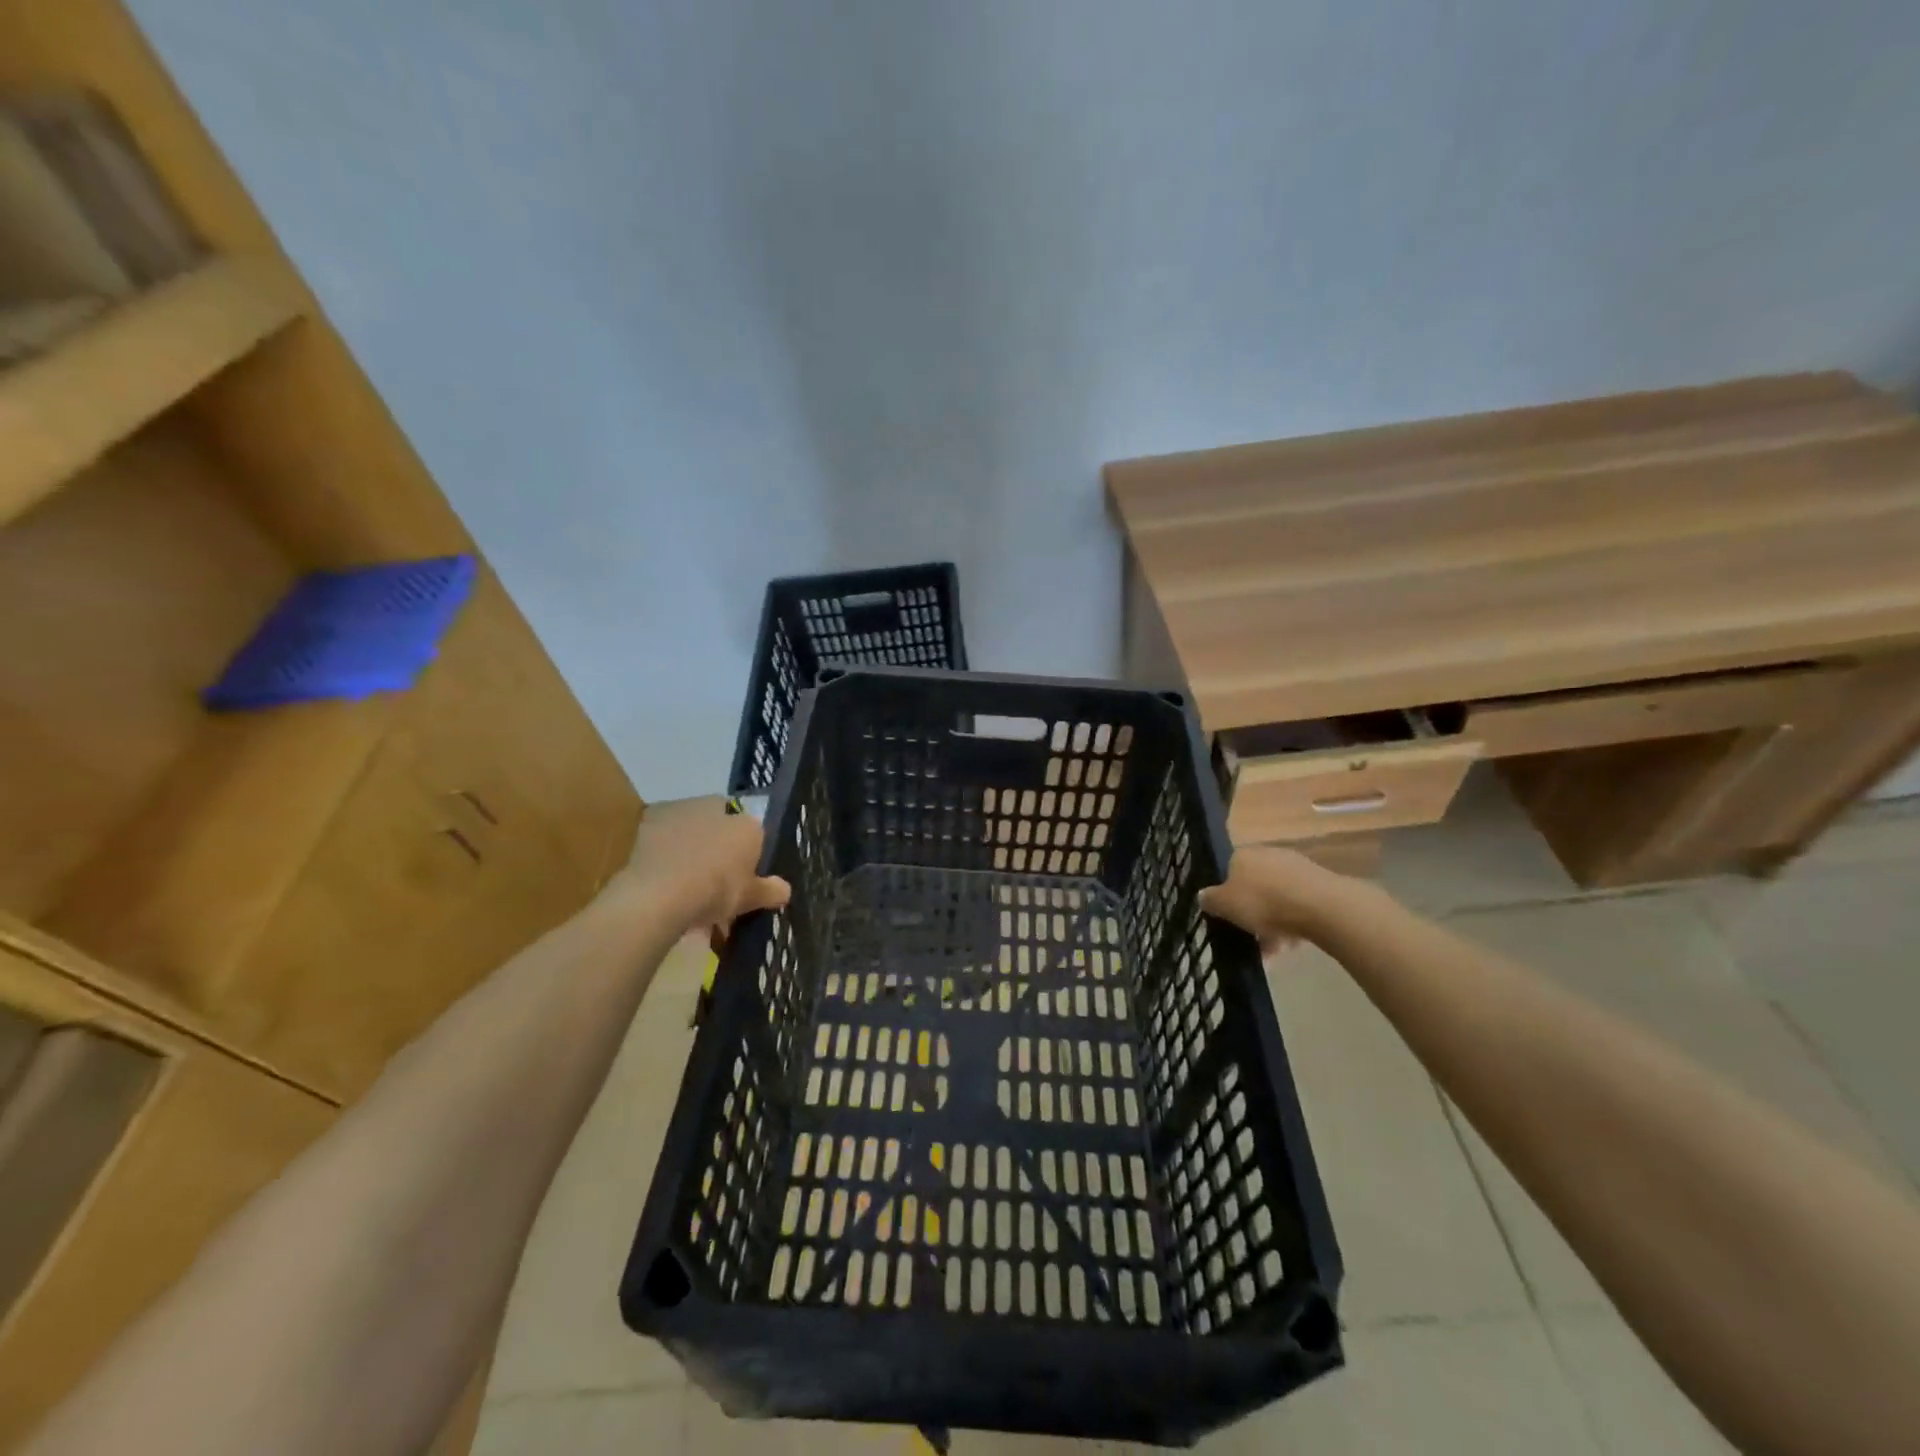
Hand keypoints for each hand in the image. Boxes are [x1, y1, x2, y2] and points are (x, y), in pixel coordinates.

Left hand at [613, 797, 790, 934]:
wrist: (661, 893)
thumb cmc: (717, 890)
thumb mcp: (750, 898)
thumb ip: (769, 891)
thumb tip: (785, 891)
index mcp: (746, 824)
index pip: (754, 832)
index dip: (748, 853)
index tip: (742, 876)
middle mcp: (716, 808)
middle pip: (722, 824)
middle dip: (719, 844)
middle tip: (714, 877)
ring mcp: (681, 811)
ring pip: (692, 827)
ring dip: (690, 845)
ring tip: (685, 880)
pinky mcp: (648, 821)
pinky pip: (664, 837)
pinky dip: (665, 852)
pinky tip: (663, 877)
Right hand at [1198, 845, 1362, 954]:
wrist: (1321, 906)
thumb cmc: (1264, 902)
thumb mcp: (1224, 905)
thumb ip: (1210, 900)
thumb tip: (1203, 895)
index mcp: (1242, 855)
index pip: (1227, 872)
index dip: (1225, 897)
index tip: (1227, 918)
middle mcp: (1267, 854)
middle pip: (1253, 887)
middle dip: (1251, 913)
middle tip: (1249, 938)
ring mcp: (1295, 867)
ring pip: (1276, 899)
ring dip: (1272, 924)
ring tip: (1272, 953)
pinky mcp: (1318, 883)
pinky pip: (1297, 905)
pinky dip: (1292, 924)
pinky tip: (1292, 946)